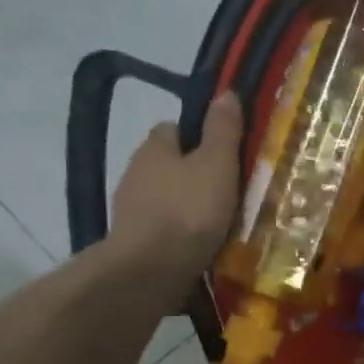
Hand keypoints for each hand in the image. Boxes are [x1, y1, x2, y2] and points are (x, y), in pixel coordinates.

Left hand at [108, 89, 243, 280]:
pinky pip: (165, 230)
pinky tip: (204, 247)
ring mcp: (133, 211)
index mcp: (154, 148)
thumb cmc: (188, 211)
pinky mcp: (136, 243)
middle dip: (196, 175)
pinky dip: (182, 235)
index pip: (174, 129)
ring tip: (222, 224)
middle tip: (231, 191)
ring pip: (168, 199)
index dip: (200, 136)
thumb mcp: (216, 165)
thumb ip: (222, 130)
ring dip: (189, 208)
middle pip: (171, 166)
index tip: (226, 153)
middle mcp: (136, 173)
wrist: (150, 271)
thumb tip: (225, 91)